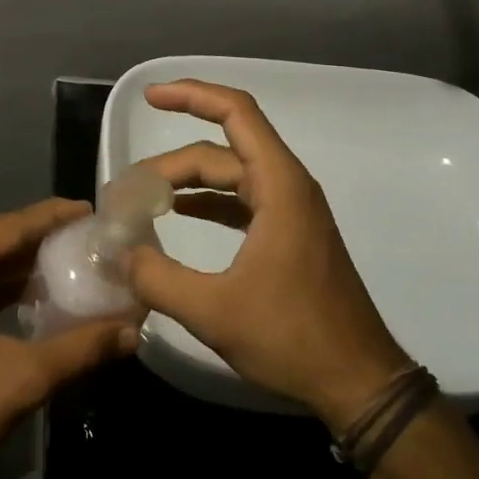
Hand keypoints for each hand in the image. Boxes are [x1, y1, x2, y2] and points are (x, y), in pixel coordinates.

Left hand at [0, 198, 139, 478]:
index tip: (88, 210)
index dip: (51, 217)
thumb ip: (81, 347)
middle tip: (82, 233)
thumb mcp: (25, 377)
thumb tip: (133, 331)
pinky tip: (31, 292)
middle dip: (37, 235)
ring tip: (65, 257)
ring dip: (18, 261)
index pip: (8, 227)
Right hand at [123, 80, 410, 430]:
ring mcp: (292, 210)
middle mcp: (288, 186)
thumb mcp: (214, 312)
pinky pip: (243, 200)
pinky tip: (179, 214)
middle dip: (173, 161)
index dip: (192, 95)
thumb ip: (158, 278)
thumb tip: (120, 254)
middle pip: (223, 150)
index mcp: (279, 186)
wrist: (359, 383)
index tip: (151, 98)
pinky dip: (209, 201)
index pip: (236, 113)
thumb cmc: (293, 338)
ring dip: (189, 180)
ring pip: (233, 175)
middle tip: (128, 187)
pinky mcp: (291, 235)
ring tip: (144, 196)